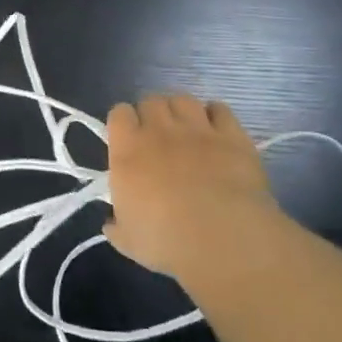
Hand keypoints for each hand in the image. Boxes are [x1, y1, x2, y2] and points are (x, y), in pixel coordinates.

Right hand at [102, 95, 280, 281]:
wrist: (224, 240)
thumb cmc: (167, 242)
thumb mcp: (129, 242)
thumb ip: (116, 227)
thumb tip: (110, 224)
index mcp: (128, 150)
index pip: (119, 113)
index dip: (124, 122)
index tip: (128, 139)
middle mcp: (159, 131)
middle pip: (151, 100)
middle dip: (152, 114)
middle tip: (158, 136)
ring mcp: (197, 129)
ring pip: (183, 99)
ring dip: (181, 110)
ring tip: (186, 129)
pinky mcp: (231, 135)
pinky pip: (220, 109)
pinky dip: (215, 115)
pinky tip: (216, 130)